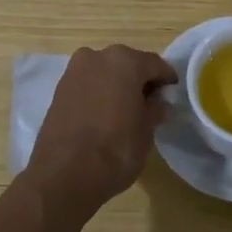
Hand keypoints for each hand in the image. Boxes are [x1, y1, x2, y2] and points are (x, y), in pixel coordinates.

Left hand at [26, 44, 177, 218]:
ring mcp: (74, 71)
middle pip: (127, 63)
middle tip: (150, 103)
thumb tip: (158, 105)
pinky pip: (88, 84)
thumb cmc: (115, 150)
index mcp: (124, 61)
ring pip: (105, 72)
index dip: (166, 79)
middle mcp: (97, 57)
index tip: (172, 93)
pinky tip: (105, 114)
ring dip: (117, 85)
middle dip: (139, 80)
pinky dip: (98, 93)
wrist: (63, 175)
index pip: (154, 64)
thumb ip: (154, 111)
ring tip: (126, 110)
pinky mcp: (59, 89)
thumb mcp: (145, 132)